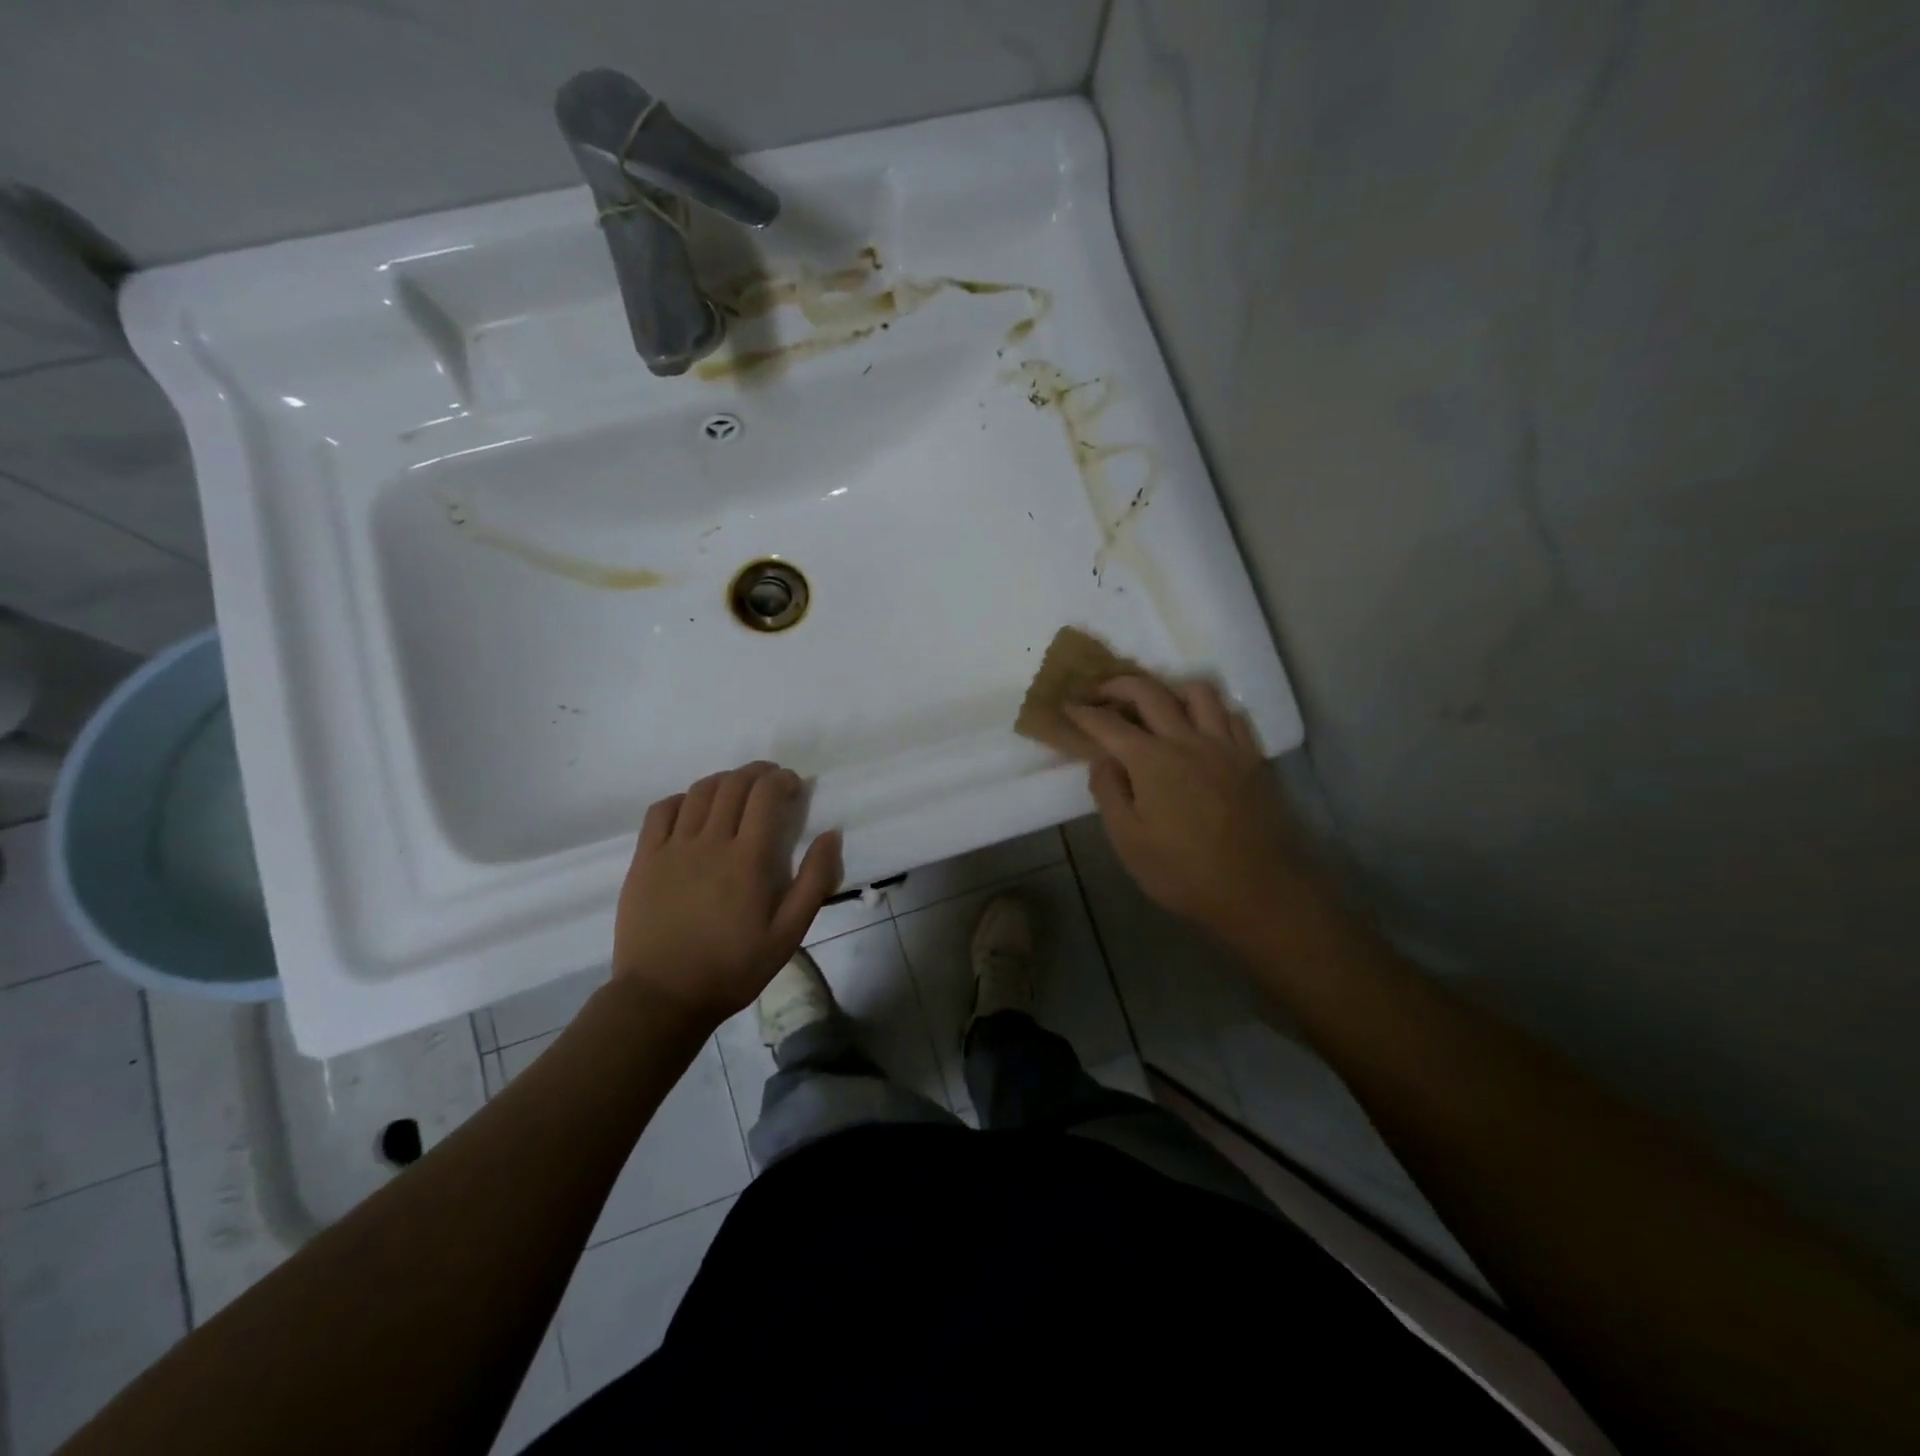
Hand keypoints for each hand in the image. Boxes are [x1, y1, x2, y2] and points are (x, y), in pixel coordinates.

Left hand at [613, 761, 841, 1029]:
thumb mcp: (789, 933)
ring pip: (699, 791)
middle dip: (757, 773)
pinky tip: (692, 809)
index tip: (794, 786)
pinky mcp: (644, 859)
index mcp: (748, 859)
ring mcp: (672, 848)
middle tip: (771, 781)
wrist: (663, 997)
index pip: (766, 795)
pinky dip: (682, 798)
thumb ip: (815, 881)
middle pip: (734, 785)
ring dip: (724, 781)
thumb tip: (832, 835)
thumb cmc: (733, 968)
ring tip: (737, 790)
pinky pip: (661, 810)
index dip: (783, 780)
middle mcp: (710, 842)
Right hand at [1066, 678, 1308, 944]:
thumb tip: (1101, 760)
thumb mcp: (1129, 842)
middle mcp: (1187, 740)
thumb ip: (1109, 793)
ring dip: (1168, 689)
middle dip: (1118, 685)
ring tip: (1155, 705)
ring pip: (1197, 691)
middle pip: (1149, 691)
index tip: (1067, 706)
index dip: (1083, 712)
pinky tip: (1199, 727)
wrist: (1257, 891)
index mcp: (1151, 761)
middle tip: (1100, 693)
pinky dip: (1208, 710)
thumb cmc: (1183, 872)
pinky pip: (1230, 714)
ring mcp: (1224, 745)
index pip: (1108, 724)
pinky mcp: (1251, 757)